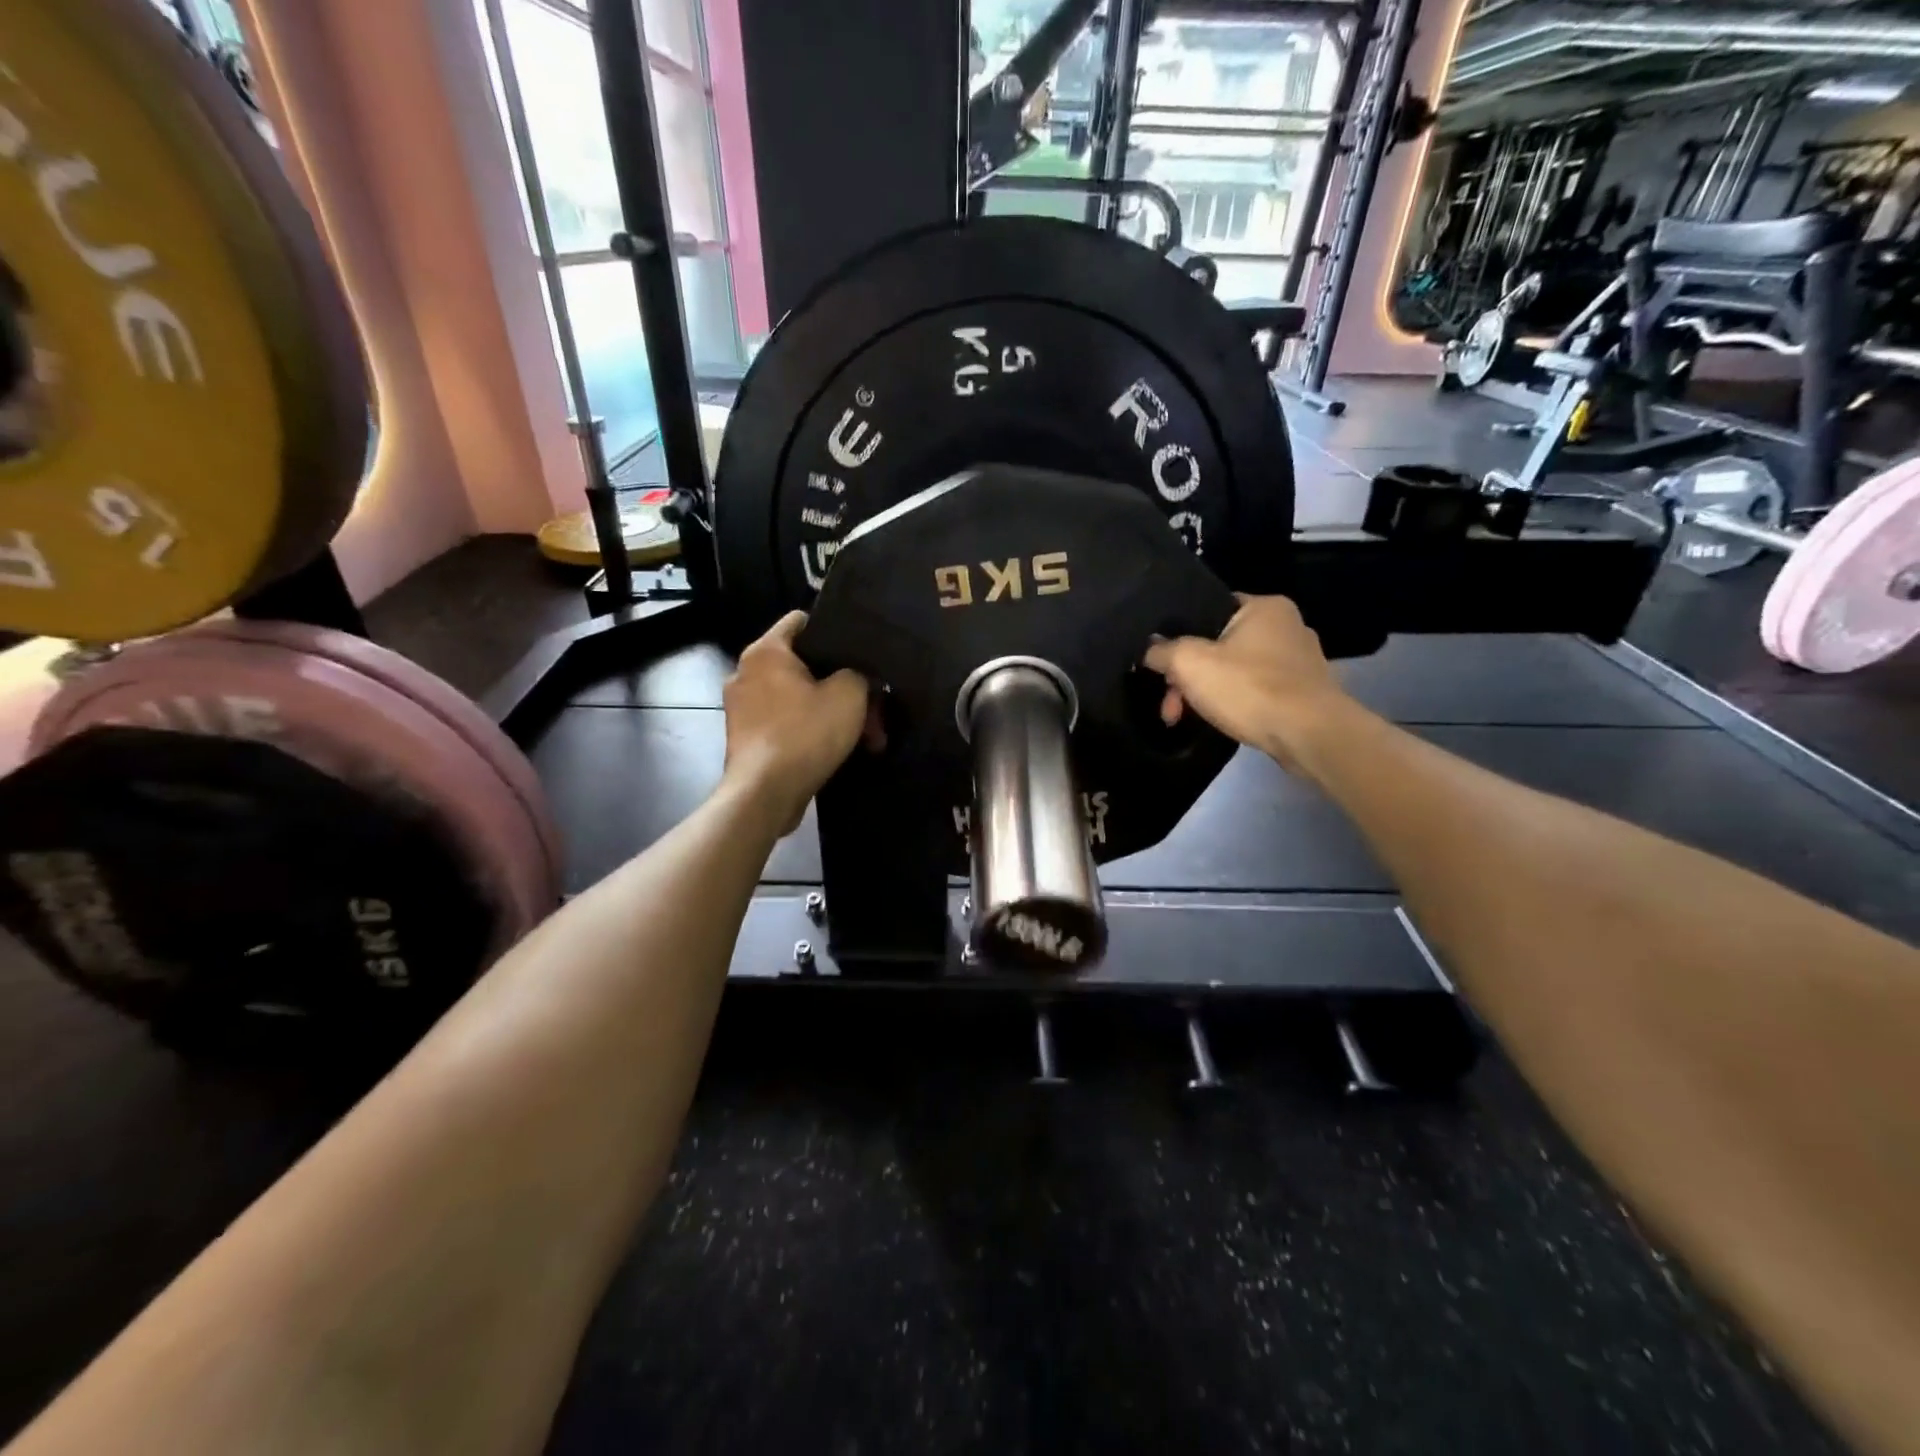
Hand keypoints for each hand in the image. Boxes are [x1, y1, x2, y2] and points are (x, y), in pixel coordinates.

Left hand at [722, 612, 869, 832]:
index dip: (835, 630)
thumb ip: (859, 672)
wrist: (766, 795)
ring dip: (833, 714)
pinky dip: (813, 732)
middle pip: (805, 666)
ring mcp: (743, 708)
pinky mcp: (747, 739)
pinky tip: (840, 750)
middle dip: (844, 687)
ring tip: (867, 738)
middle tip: (874, 709)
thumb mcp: (849, 694)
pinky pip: (788, 723)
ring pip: (800, 698)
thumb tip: (857, 675)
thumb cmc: (805, 734)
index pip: (800, 620)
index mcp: (765, 651)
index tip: (861, 651)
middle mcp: (746, 673)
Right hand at [1143, 594, 1358, 774]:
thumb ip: (1162, 651)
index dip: (1179, 636)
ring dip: (1207, 693)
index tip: (1162, 665)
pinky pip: (1257, 690)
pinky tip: (1223, 721)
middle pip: (1219, 645)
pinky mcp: (1305, 692)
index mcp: (1264, 606)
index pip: (1209, 609)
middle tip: (1170, 705)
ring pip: (1236, 670)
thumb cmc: (1249, 688)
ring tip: (1185, 719)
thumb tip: (1149, 648)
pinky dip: (1236, 703)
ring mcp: (1300, 660)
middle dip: (1188, 677)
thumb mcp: (1189, 663)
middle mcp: (1288, 626)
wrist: (1309, 735)